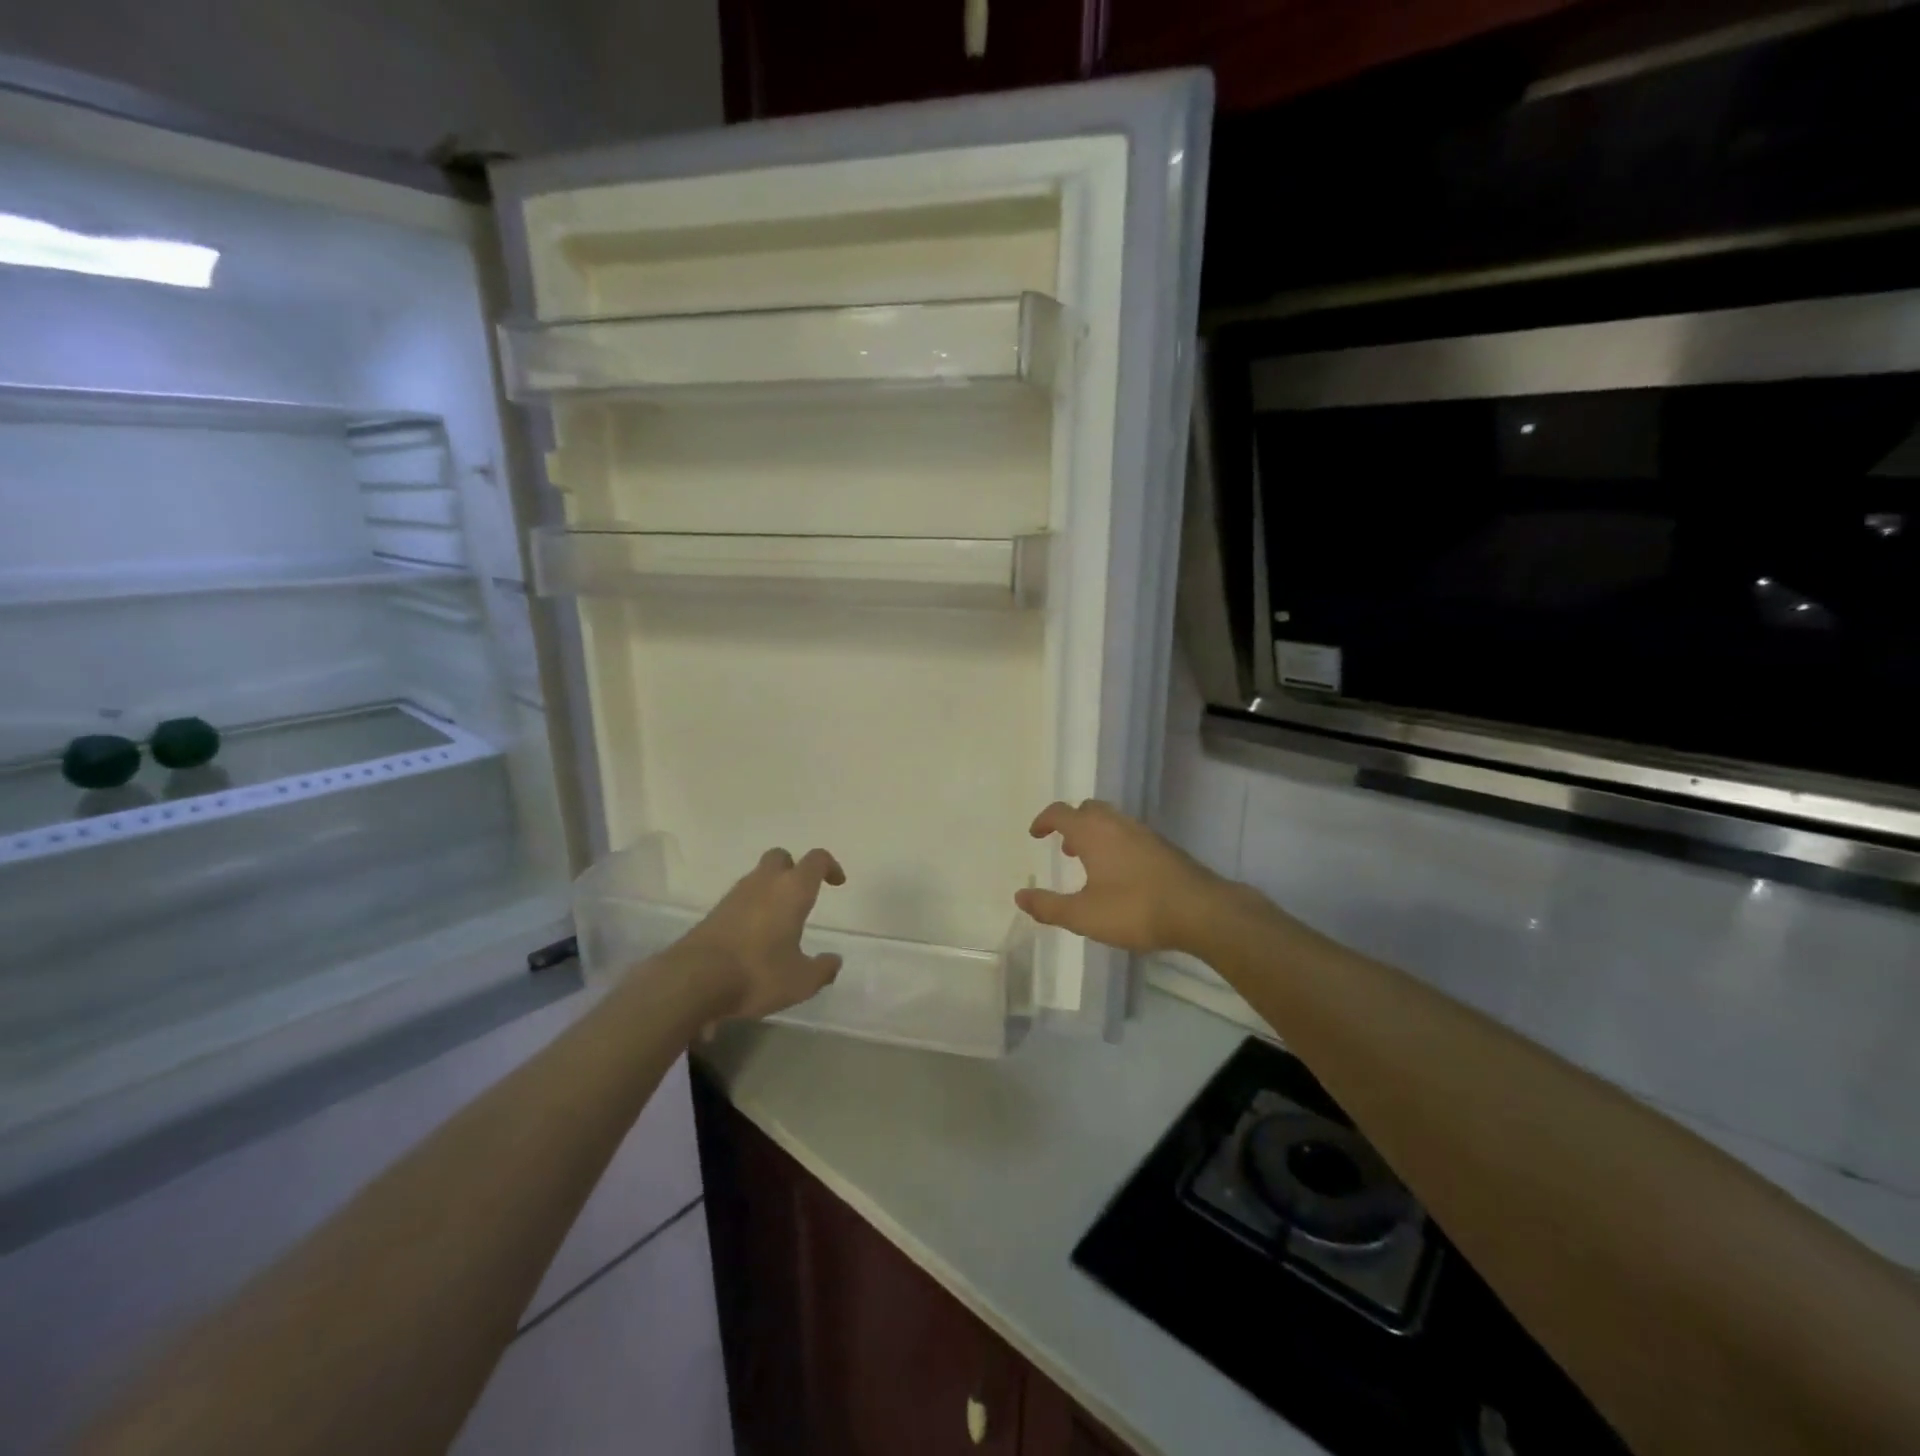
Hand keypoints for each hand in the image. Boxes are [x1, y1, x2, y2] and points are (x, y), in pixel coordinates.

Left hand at [675, 847, 846, 1020]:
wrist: (693, 980)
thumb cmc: (757, 973)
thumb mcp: (800, 982)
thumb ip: (822, 970)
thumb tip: (834, 961)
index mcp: (792, 890)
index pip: (816, 860)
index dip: (830, 866)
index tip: (837, 883)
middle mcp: (764, 883)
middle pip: (781, 857)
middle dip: (794, 869)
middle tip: (803, 895)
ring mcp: (735, 895)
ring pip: (758, 877)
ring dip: (771, 889)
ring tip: (780, 921)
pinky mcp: (714, 912)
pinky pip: (740, 899)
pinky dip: (752, 908)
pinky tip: (755, 937)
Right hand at [1014, 800, 1227, 954]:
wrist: (1200, 911)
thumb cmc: (1134, 909)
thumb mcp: (1083, 915)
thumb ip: (1049, 906)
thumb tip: (1020, 897)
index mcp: (1092, 832)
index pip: (1060, 813)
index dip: (1044, 820)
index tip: (1035, 834)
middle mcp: (1116, 823)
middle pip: (1088, 809)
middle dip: (1072, 823)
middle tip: (1064, 848)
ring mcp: (1143, 832)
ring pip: (1111, 820)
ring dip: (1095, 834)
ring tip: (1090, 864)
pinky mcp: (1163, 846)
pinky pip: (1129, 833)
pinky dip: (1115, 843)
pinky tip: (1120, 874)